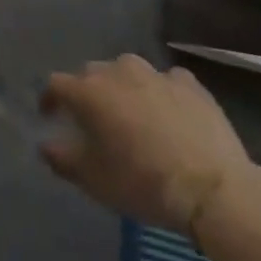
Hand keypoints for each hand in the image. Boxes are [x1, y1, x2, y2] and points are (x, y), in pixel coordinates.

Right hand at [39, 55, 255, 233]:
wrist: (214, 189)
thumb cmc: (143, 183)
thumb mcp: (93, 180)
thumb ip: (61, 158)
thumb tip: (46, 144)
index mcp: (88, 91)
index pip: (56, 84)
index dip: (50, 99)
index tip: (50, 116)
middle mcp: (117, 71)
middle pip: (92, 74)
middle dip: (88, 93)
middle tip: (95, 121)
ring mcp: (155, 73)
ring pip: (128, 72)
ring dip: (124, 88)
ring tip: (133, 114)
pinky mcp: (189, 83)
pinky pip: (166, 81)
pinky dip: (161, 93)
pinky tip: (169, 113)